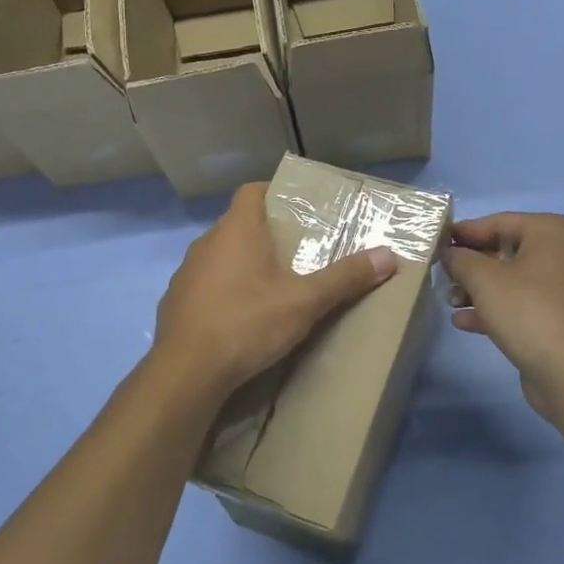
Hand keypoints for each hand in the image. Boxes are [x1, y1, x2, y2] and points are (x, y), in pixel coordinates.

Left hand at [152, 182, 397, 397]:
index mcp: (236, 230)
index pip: (252, 191)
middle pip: (238, 224)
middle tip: (297, 250)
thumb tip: (389, 256)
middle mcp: (206, 243)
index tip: (298, 207)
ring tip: (272, 285)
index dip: (274, 193)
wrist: (187, 371)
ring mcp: (186, 273)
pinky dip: (223, 291)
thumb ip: (345, 278)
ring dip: (243, 264)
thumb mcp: (305, 301)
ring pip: (220, 256)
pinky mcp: (175, 302)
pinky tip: (240, 316)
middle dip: (266, 233)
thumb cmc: (248, 323)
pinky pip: (205, 285)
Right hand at [442, 213, 563, 416]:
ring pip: (515, 281)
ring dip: (480, 290)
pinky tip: (465, 322)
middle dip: (472, 266)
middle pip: (508, 251)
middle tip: (442, 275)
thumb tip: (451, 254)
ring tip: (449, 301)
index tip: (437, 242)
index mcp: (555, 231)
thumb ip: (461, 259)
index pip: (500, 222)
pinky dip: (498, 309)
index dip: (465, 232)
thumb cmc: (529, 310)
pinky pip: (526, 305)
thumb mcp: (484, 278)